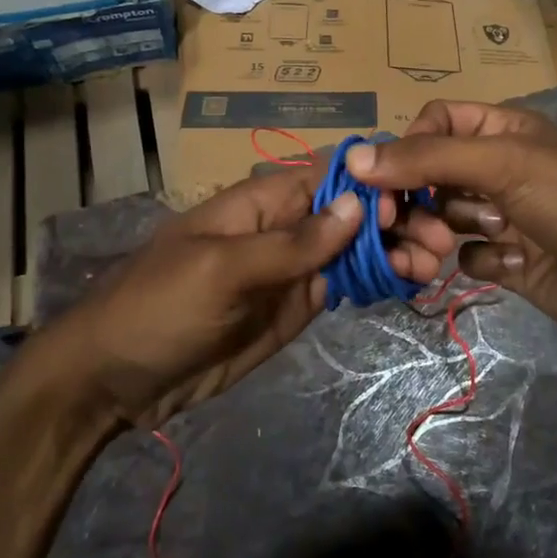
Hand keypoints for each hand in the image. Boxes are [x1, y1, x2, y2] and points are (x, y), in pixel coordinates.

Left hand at [37, 165, 455, 428]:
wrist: (115, 380)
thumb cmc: (158, 308)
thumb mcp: (221, 271)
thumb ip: (291, 242)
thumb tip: (358, 203)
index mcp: (262, 202)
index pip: (328, 177)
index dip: (372, 184)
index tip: (411, 206)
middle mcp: (285, 228)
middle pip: (351, 212)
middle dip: (396, 220)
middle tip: (440, 242)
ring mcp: (293, 269)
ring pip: (355, 249)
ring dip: (396, 251)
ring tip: (435, 265)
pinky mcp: (296, 307)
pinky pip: (344, 286)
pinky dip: (379, 282)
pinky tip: (411, 283)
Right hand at [346, 101, 556, 358]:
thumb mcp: (504, 163)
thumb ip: (427, 158)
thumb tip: (354, 157)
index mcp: (501, 130)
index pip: (435, 122)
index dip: (406, 146)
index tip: (384, 179)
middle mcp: (499, 168)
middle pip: (430, 174)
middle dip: (416, 199)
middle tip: (400, 224)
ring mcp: (503, 215)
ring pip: (443, 217)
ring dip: (439, 232)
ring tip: (445, 250)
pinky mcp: (509, 260)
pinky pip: (468, 255)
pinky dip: (475, 261)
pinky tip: (503, 266)